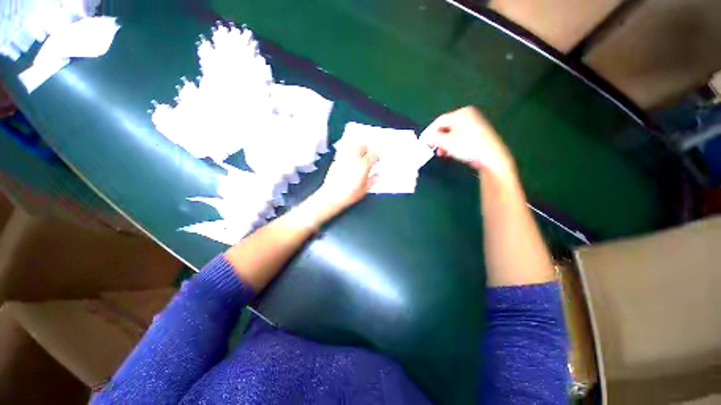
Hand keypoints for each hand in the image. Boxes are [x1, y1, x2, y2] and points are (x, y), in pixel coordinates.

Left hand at [314, 143, 378, 213]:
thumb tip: (377, 176)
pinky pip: (343, 152)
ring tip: (359, 156)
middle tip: (368, 156)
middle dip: (366, 149)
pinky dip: (348, 154)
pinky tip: (349, 161)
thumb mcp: (364, 189)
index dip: (377, 156)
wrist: (331, 196)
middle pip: (362, 146)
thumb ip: (372, 180)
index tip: (377, 159)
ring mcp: (343, 158)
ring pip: (352, 146)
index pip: (373, 155)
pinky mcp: (335, 161)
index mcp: (363, 165)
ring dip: (357, 149)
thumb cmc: (349, 194)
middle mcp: (353, 158)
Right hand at [420, 107, 515, 180]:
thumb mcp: (446, 142)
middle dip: (437, 139)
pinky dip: (452, 143)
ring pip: (452, 133)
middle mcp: (468, 115)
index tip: (422, 141)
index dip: (429, 132)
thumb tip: (425, 137)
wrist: (491, 157)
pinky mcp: (477, 133)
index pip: (439, 121)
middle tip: (432, 148)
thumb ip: (433, 138)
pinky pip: (459, 136)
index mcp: (461, 113)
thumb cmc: (468, 146)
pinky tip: (451, 152)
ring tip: (442, 153)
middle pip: (445, 126)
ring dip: (444, 143)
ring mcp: (473, 124)